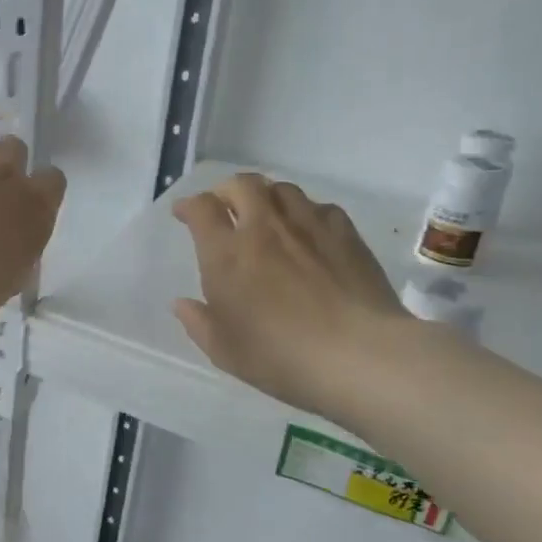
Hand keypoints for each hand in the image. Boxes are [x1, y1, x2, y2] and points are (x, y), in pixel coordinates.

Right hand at [172, 172, 410, 422]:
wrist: (359, 355)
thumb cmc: (280, 355)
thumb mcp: (224, 350)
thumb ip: (198, 322)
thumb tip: (182, 304)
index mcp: (226, 253)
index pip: (202, 209)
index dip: (189, 206)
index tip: (183, 213)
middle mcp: (264, 228)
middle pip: (243, 185)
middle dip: (226, 191)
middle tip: (223, 207)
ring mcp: (309, 227)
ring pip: (282, 189)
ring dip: (266, 197)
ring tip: (265, 215)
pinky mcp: (346, 234)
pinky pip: (319, 208)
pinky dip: (305, 213)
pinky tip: (308, 233)